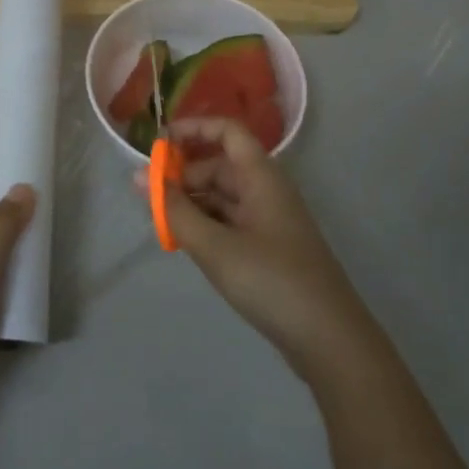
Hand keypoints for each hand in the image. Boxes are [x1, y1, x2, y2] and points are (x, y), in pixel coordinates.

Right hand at [149, 119, 373, 381]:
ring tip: (161, 225)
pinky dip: (205, 226)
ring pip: (222, 197)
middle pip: (220, 166)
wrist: (329, 339)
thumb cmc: (272, 282)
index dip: (193, 129)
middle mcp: (267, 191)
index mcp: (261, 177)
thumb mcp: (215, 246)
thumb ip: (175, 211)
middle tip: (149, 200)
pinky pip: (230, 222)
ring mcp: (269, 221)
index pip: (227, 132)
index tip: (157, 144)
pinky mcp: (268, 249)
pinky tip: (185, 244)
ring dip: (191, 204)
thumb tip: (139, 177)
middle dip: (183, 177)